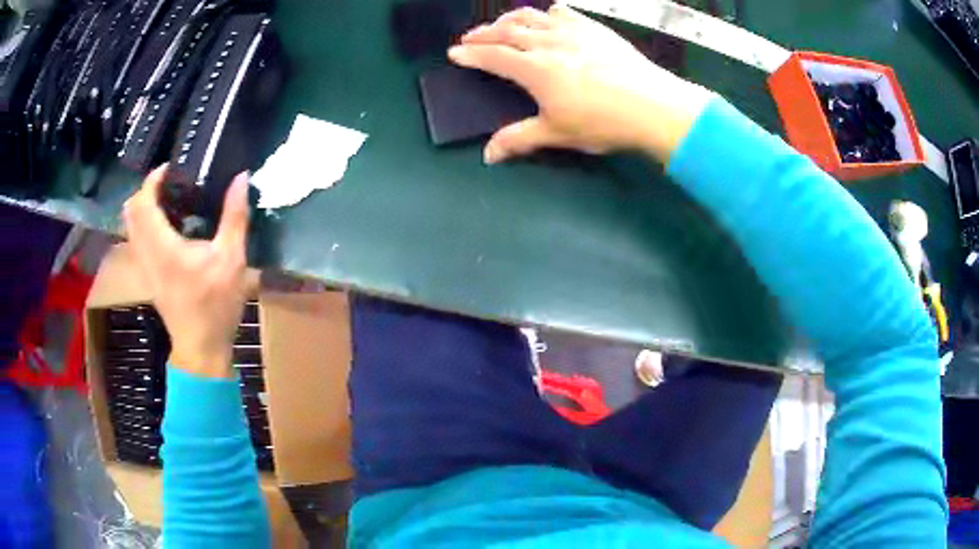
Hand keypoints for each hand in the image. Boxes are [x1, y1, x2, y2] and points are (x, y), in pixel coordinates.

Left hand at [123, 165, 253, 378]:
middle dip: (146, 190)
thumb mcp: (232, 259)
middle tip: (170, 182)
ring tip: (170, 200)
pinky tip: (170, 226)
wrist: (201, 349)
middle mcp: (146, 253)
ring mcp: (144, 267)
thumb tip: (240, 177)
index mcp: (162, 246)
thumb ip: (234, 216)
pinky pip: (137, 239)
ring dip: (144, 207)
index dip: (153, 179)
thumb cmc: (215, 306)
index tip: (172, 168)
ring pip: (131, 226)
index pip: (143, 202)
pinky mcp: (148, 276)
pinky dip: (146, 224)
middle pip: (130, 211)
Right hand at [449, 4, 713, 163]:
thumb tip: (488, 155)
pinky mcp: (595, 29)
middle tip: (470, 37)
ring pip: (532, 17)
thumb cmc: (604, 122)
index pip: (493, 56)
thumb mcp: (558, 133)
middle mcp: (549, 43)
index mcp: (536, 69)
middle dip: (483, 33)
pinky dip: (547, 13)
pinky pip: (564, 13)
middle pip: (507, 31)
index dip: (471, 54)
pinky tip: (547, 16)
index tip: (454, 53)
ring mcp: (573, 32)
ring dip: (510, 19)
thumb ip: (520, 138)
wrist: (654, 105)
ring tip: (501, 24)